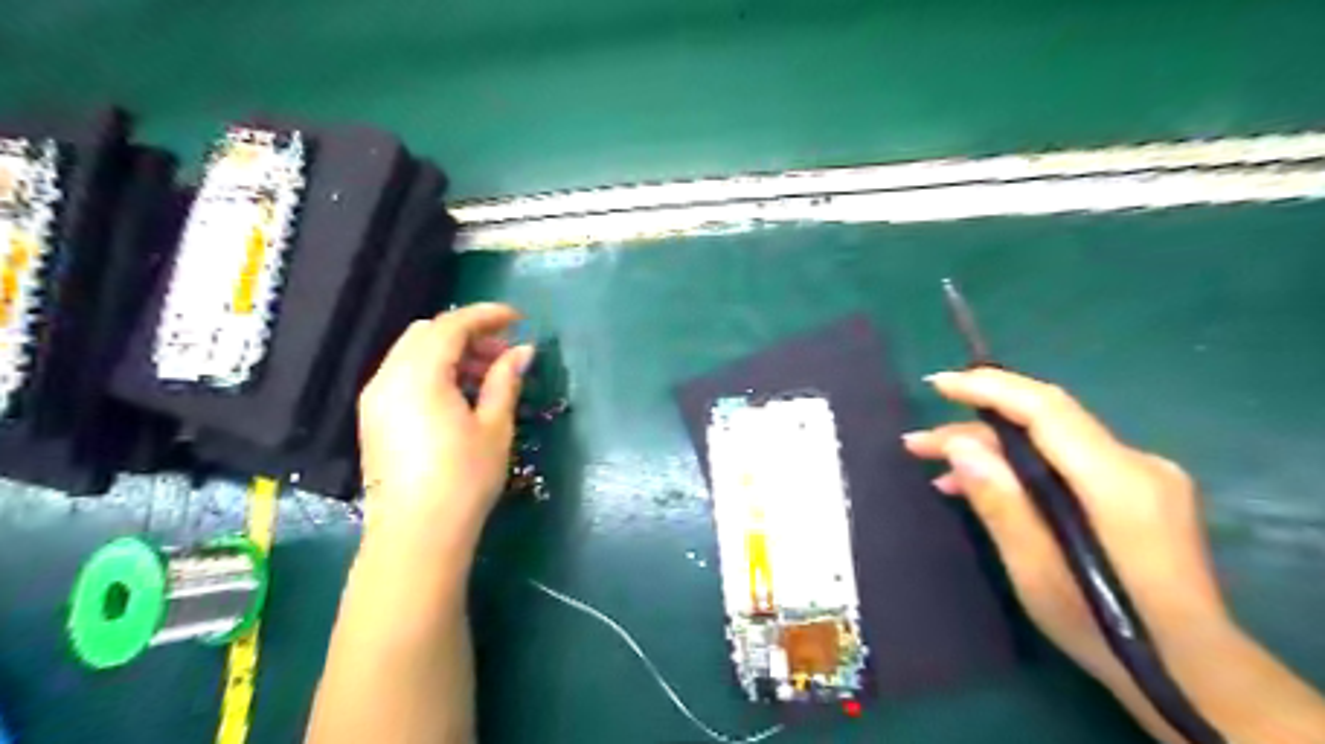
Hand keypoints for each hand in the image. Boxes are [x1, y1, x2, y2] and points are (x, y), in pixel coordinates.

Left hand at [360, 303, 534, 540]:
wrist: (416, 534)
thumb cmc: (464, 478)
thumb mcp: (494, 426)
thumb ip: (505, 380)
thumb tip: (523, 351)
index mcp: (419, 375)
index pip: (452, 325)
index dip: (488, 316)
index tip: (519, 318)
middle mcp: (388, 377)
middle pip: (428, 333)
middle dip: (469, 334)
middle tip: (505, 353)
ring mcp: (375, 398)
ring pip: (414, 353)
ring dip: (451, 353)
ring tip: (488, 376)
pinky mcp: (373, 418)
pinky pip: (404, 375)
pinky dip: (433, 371)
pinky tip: (460, 395)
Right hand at [901, 372, 1230, 736]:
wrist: (1191, 671)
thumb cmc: (1106, 628)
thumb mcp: (1036, 571)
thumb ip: (1000, 502)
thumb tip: (961, 446)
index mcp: (1118, 482)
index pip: (1047, 409)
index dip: (990, 388)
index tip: (938, 385)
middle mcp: (1137, 464)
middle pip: (1044, 423)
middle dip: (976, 427)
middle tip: (919, 444)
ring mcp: (1141, 476)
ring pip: (1051, 442)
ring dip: (993, 450)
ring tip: (939, 470)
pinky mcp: (1136, 491)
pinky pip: (1065, 462)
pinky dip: (1021, 467)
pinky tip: (984, 486)